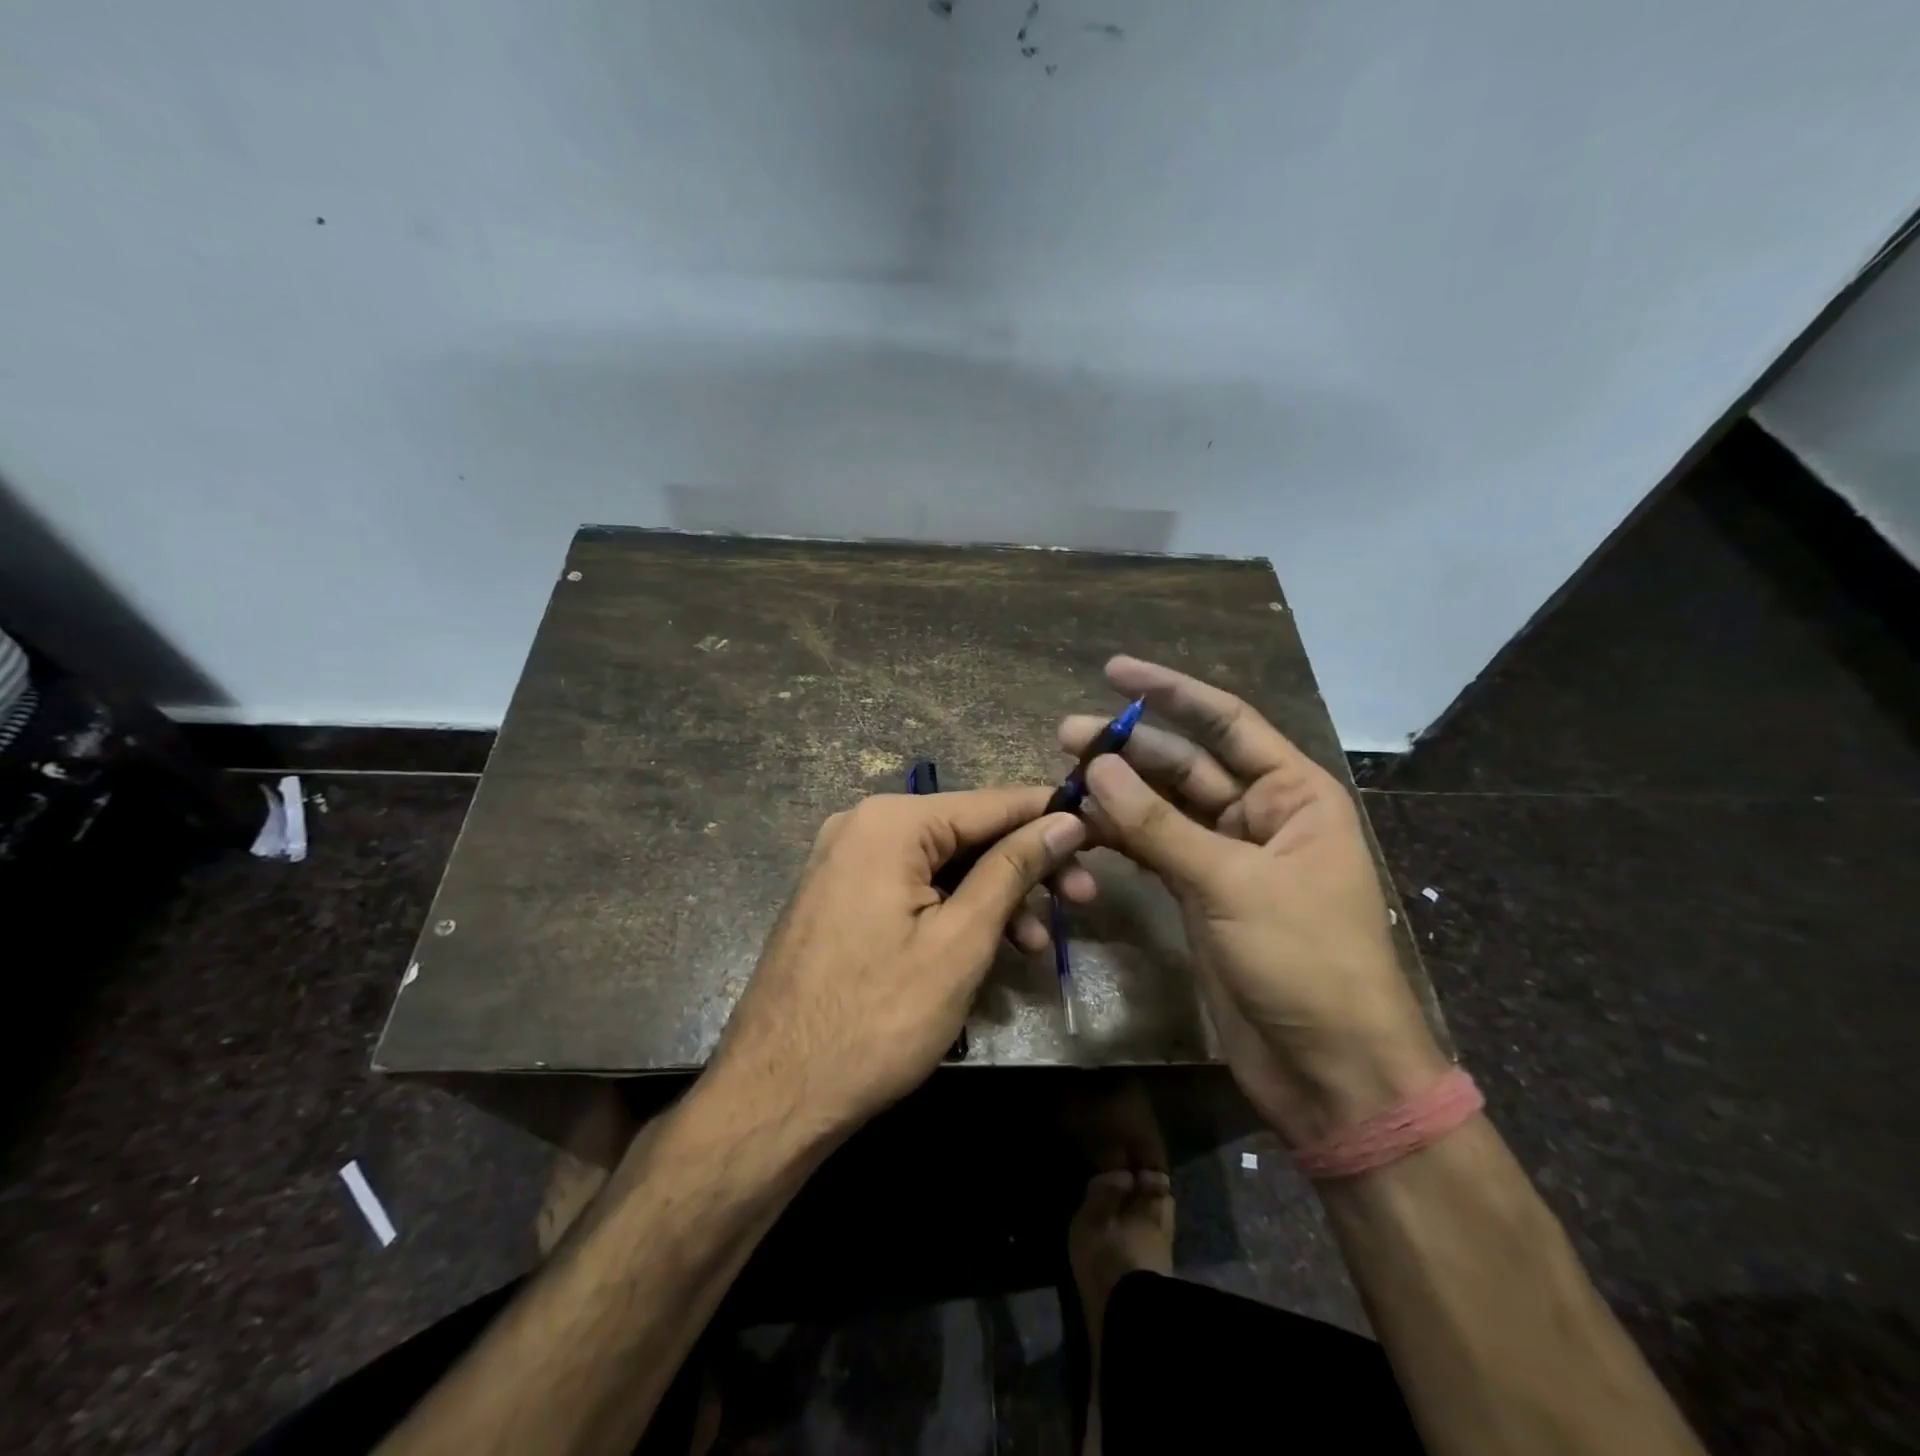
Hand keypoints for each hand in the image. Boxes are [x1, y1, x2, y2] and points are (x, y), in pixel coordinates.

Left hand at [709, 787, 1088, 1136]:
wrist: (775, 1094)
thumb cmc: (877, 1018)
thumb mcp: (961, 940)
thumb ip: (1013, 869)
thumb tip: (1065, 819)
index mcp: (890, 822)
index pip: (991, 803)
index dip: (1050, 817)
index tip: (1103, 832)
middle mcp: (862, 826)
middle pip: (967, 833)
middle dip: (1026, 867)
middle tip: (1083, 902)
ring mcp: (845, 861)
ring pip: (942, 865)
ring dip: (995, 898)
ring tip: (1039, 945)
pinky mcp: (840, 897)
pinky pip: (912, 887)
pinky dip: (954, 911)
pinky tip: (990, 949)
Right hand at [1060, 657, 1445, 1145]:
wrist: (1329, 1070)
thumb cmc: (1304, 961)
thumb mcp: (1231, 883)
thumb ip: (1159, 825)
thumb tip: (1096, 768)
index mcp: (1293, 794)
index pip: (1226, 723)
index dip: (1170, 692)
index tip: (1113, 671)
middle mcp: (1261, 815)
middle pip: (1185, 765)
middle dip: (1128, 747)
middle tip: (1065, 735)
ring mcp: (1228, 857)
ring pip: (1164, 808)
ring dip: (1117, 793)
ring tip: (1062, 777)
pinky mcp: (1201, 894)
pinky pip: (1155, 849)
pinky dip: (1121, 837)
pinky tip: (1083, 825)